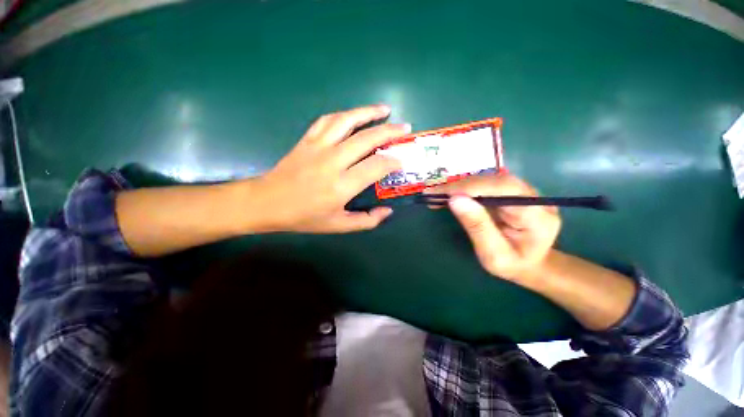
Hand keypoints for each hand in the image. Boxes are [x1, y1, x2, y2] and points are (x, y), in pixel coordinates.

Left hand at [251, 105, 408, 232]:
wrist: (267, 203)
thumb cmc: (303, 217)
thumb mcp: (338, 226)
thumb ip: (366, 221)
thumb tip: (387, 211)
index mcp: (341, 185)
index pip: (376, 166)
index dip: (393, 161)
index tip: (402, 161)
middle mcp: (333, 161)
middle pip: (367, 138)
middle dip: (390, 131)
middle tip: (405, 128)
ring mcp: (318, 146)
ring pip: (348, 121)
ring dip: (369, 112)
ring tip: (385, 109)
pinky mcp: (307, 139)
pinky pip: (328, 120)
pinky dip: (345, 115)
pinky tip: (354, 115)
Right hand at [425, 174, 560, 281]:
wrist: (531, 264)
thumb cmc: (513, 265)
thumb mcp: (493, 254)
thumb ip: (477, 227)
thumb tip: (454, 199)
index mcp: (537, 216)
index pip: (504, 189)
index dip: (472, 187)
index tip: (444, 194)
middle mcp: (533, 197)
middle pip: (494, 180)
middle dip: (461, 185)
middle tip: (433, 193)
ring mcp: (523, 191)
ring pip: (487, 179)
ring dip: (460, 185)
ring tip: (436, 194)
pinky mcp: (511, 191)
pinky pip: (485, 184)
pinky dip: (464, 188)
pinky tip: (449, 194)